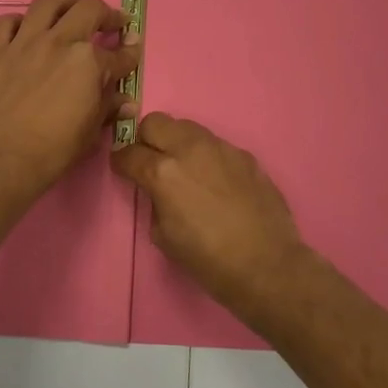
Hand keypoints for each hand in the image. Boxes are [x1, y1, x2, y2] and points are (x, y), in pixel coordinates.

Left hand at [0, 0, 139, 195]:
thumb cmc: (52, 152)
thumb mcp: (90, 133)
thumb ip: (108, 109)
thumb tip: (126, 102)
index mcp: (89, 63)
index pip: (119, 54)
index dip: (130, 53)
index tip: (132, 50)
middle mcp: (59, 41)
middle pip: (89, 9)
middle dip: (106, 14)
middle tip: (110, 22)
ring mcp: (24, 41)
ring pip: (47, 2)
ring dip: (65, 2)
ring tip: (70, 9)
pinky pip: (5, 22)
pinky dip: (18, 21)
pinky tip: (24, 30)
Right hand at [112, 113, 307, 315]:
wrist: (266, 265)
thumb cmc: (208, 259)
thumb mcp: (163, 236)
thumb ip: (154, 201)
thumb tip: (158, 190)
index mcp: (162, 172)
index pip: (128, 153)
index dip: (121, 162)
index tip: (123, 170)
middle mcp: (189, 149)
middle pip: (155, 123)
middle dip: (146, 140)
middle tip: (151, 162)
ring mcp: (220, 148)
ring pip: (186, 127)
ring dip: (177, 143)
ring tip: (185, 169)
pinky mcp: (244, 155)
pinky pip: (215, 145)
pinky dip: (206, 156)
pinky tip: (215, 182)